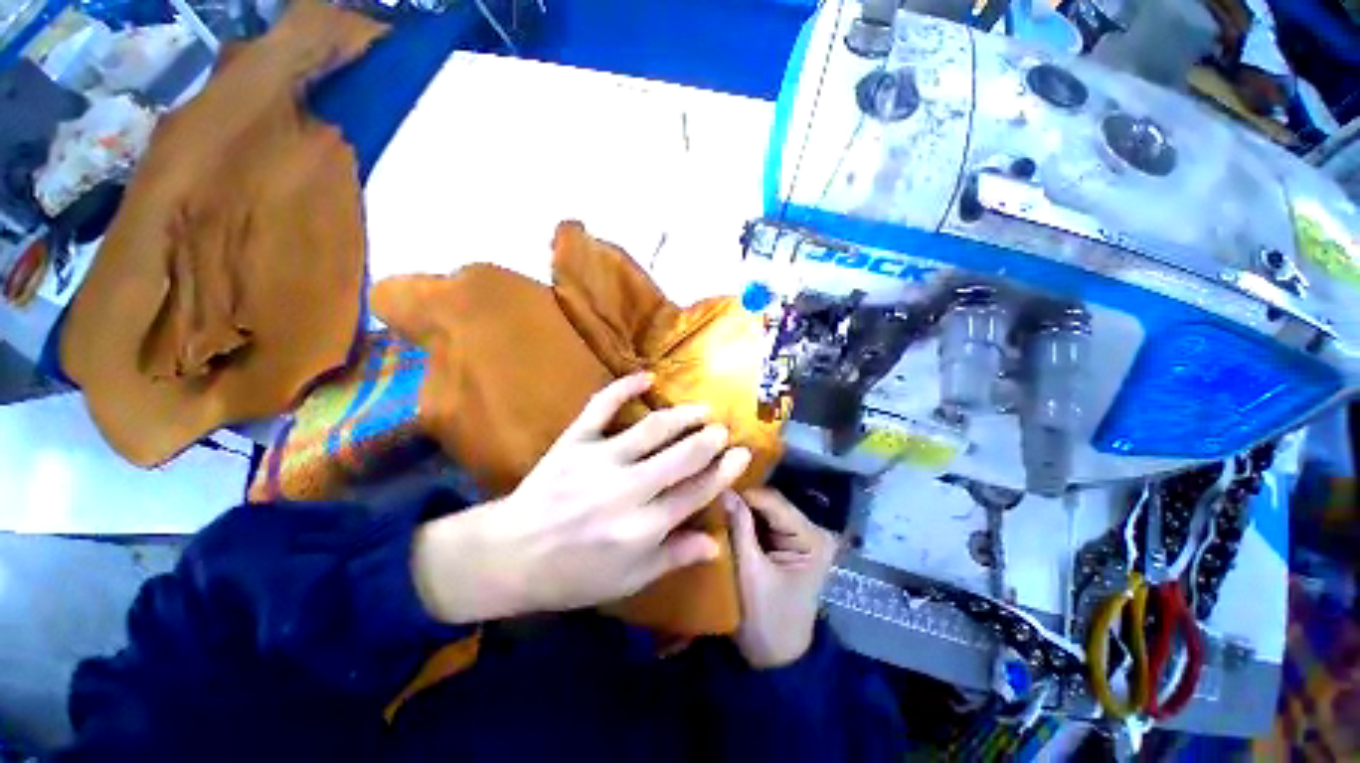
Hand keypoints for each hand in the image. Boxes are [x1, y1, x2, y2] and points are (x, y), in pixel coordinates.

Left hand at [413, 372, 751, 623]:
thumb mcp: (629, 580)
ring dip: (682, 416)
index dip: (724, 472)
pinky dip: (624, 386)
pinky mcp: (574, 441)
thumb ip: (674, 556)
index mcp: (643, 527)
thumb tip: (715, 543)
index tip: (742, 454)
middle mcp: (628, 490)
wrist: (510, 555)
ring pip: (652, 428)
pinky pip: (602, 406)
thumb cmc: (574, 574)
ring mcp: (599, 460)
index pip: (696, 492)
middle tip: (722, 429)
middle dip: (709, 440)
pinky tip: (646, 376)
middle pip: (682, 456)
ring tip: (701, 409)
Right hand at [726, 488, 837, 668]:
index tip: (711, 491)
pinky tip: (721, 515)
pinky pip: (758, 521)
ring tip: (710, 502)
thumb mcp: (750, 573)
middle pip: (768, 503)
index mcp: (813, 538)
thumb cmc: (766, 621)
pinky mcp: (783, 541)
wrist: (774, 657)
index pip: (773, 502)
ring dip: (738, 508)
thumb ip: (739, 528)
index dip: (742, 494)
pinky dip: (740, 519)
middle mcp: (810, 529)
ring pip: (761, 509)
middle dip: (739, 500)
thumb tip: (723, 489)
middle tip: (707, 495)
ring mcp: (797, 535)